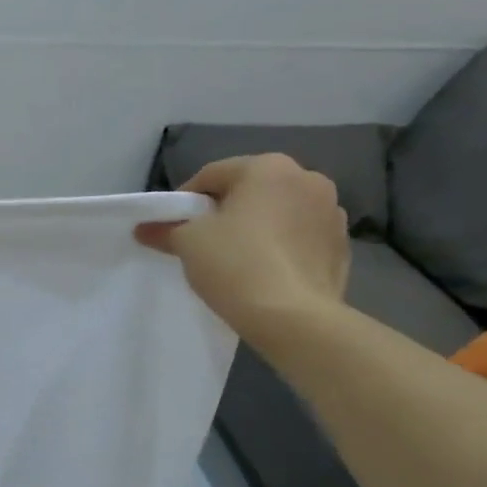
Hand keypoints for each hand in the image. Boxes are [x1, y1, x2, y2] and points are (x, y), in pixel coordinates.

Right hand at [136, 156, 350, 346]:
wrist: (294, 319)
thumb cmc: (236, 264)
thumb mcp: (188, 243)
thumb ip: (165, 229)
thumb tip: (143, 229)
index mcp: (268, 167)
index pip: (212, 175)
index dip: (186, 200)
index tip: (173, 226)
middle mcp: (307, 179)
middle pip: (250, 190)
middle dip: (226, 210)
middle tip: (203, 241)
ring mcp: (332, 212)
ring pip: (279, 213)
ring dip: (258, 227)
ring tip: (237, 258)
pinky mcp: (342, 246)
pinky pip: (301, 238)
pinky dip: (282, 247)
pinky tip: (265, 272)